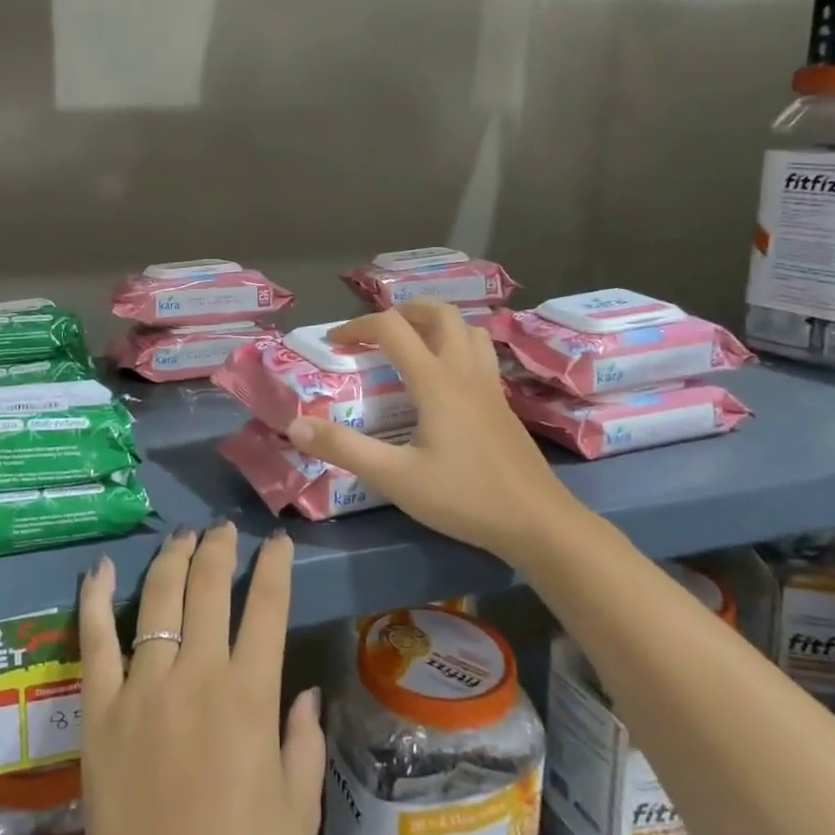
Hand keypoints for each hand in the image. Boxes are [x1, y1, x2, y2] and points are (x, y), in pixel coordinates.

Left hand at [60, 524, 324, 834]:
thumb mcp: (298, 812)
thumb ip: (305, 743)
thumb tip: (307, 692)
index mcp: (249, 696)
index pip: (266, 606)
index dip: (273, 565)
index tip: (276, 541)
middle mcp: (196, 675)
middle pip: (208, 586)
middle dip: (219, 548)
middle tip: (223, 530)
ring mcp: (143, 687)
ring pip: (157, 598)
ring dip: (172, 558)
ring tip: (182, 536)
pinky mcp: (100, 708)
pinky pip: (94, 640)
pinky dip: (94, 598)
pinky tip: (99, 568)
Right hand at [286, 302, 569, 557]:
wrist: (537, 522)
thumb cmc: (464, 497)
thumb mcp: (396, 478)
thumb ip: (344, 449)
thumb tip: (296, 426)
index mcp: (435, 381)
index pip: (392, 329)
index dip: (357, 326)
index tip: (334, 343)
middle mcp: (464, 372)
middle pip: (438, 313)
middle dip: (402, 312)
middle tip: (376, 332)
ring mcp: (489, 385)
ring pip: (467, 329)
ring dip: (435, 323)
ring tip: (412, 343)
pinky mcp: (502, 403)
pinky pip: (480, 353)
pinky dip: (456, 345)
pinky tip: (445, 379)